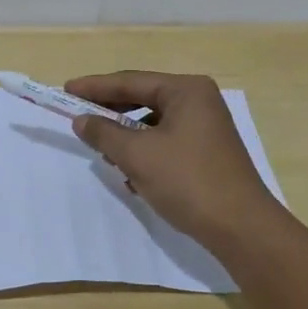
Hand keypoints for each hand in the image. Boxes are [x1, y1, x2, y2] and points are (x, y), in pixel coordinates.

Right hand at [67, 71, 281, 245]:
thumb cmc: (188, 181)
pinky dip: (145, 153)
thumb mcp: (138, 155)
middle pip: (143, 98)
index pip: (131, 81)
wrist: (241, 227)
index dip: (95, 86)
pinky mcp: (207, 152)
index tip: (66, 90)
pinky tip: (130, 175)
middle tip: (79, 118)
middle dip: (111, 112)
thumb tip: (81, 120)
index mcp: (186, 90)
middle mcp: (199, 101)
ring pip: (154, 124)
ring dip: (127, 137)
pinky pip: (166, 142)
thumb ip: (105, 133)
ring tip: (103, 152)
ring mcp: (206, 127)